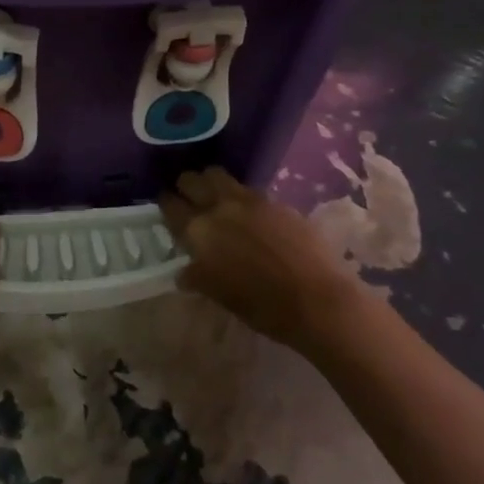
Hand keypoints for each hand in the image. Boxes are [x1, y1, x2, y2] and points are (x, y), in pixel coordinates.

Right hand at [160, 167, 355, 357]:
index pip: (171, 205)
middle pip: (193, 179)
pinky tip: (252, 217)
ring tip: (218, 199)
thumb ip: (198, 276)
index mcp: (199, 231)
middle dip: (187, 186)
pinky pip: (251, 192)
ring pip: (221, 177)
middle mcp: (220, 207)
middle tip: (189, 199)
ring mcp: (251, 200)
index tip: (166, 206)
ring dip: (213, 184)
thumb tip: (185, 272)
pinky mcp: (277, 202)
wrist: (317, 300)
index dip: (166, 204)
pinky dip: (244, 199)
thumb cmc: (262, 307)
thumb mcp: (220, 295)